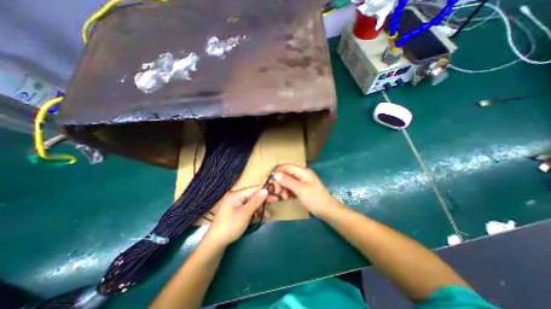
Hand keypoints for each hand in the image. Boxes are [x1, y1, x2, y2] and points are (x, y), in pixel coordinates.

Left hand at [204, 187, 269, 247]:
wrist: (215, 243)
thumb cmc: (230, 226)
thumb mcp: (245, 213)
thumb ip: (256, 201)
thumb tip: (266, 189)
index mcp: (235, 194)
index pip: (253, 189)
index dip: (265, 191)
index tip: (275, 194)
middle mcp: (235, 197)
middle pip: (252, 195)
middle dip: (263, 200)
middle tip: (275, 201)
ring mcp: (234, 204)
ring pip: (251, 203)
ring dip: (260, 208)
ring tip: (268, 214)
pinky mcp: (235, 211)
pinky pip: (247, 208)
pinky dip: (254, 212)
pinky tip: (261, 217)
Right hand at [271, 164, 340, 217]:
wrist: (327, 210)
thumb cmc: (315, 199)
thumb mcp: (300, 189)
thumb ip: (287, 181)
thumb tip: (275, 174)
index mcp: (302, 171)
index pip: (286, 166)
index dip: (276, 171)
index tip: (268, 179)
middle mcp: (301, 174)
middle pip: (285, 174)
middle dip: (280, 182)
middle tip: (277, 192)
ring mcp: (301, 181)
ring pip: (287, 181)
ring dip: (283, 188)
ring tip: (283, 197)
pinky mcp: (301, 188)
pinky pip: (291, 187)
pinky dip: (287, 191)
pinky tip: (286, 197)